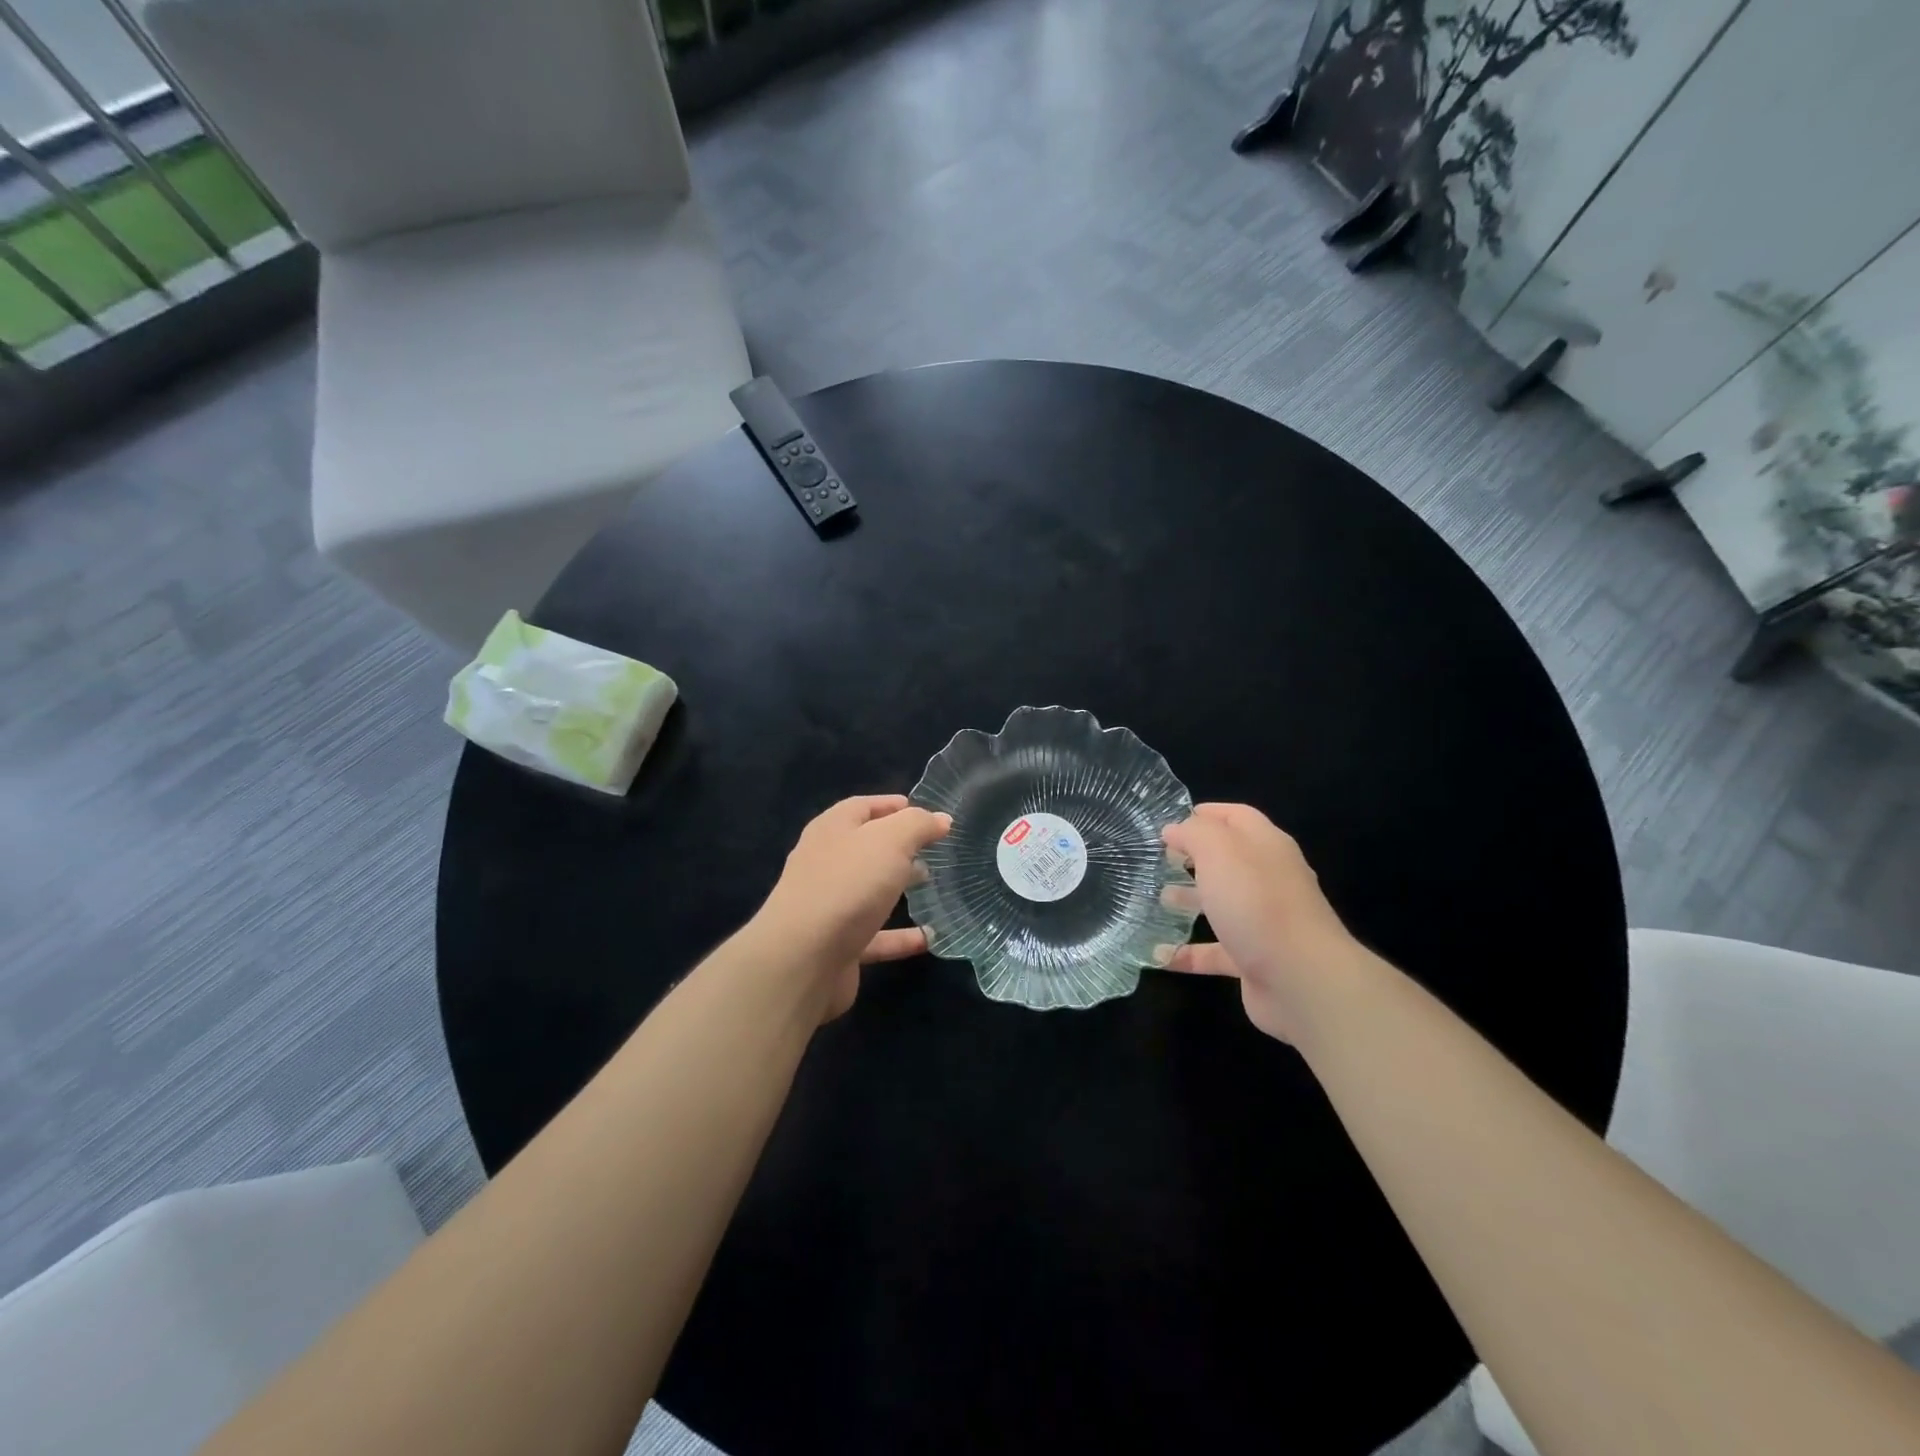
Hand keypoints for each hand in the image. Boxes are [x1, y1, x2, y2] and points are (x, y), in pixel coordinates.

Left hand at [751, 794, 951, 1020]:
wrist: (802, 960)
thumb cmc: (847, 885)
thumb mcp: (890, 841)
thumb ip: (918, 825)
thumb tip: (941, 819)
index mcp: (832, 830)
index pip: (862, 807)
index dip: (892, 805)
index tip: (924, 811)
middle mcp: (825, 863)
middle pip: (865, 847)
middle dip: (898, 846)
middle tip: (933, 848)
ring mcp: (828, 906)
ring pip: (868, 890)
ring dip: (897, 886)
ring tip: (932, 884)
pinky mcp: (837, 945)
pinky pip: (876, 937)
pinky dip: (901, 937)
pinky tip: (929, 939)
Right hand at [1160, 803, 1366, 1042]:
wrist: (1301, 979)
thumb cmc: (1256, 902)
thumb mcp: (1219, 851)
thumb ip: (1194, 833)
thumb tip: (1174, 829)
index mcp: (1266, 846)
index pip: (1237, 817)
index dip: (1206, 814)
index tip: (1171, 821)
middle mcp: (1269, 879)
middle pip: (1229, 860)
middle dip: (1194, 857)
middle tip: (1160, 860)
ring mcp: (1264, 921)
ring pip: (1222, 904)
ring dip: (1190, 900)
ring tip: (1157, 899)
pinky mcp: (1255, 959)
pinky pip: (1215, 952)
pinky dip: (1188, 953)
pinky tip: (1160, 956)